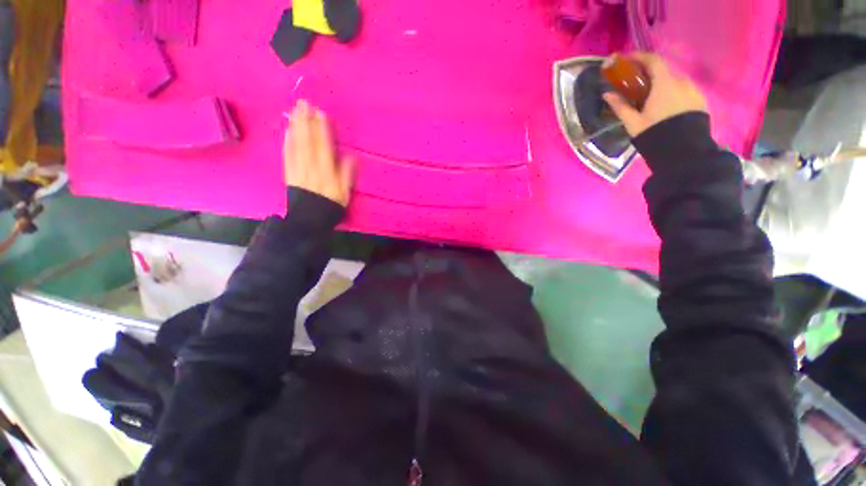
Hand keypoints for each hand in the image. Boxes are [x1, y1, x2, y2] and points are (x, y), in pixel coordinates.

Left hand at [284, 100, 353, 206]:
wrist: (309, 218)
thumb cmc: (330, 205)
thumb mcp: (344, 192)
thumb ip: (347, 174)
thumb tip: (350, 157)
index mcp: (325, 170)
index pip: (323, 145)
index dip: (321, 129)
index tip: (320, 113)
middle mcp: (310, 166)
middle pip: (307, 140)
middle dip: (305, 121)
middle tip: (303, 104)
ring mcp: (298, 168)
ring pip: (296, 144)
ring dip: (295, 127)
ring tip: (295, 112)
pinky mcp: (289, 172)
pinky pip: (287, 154)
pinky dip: (287, 141)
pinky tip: (287, 132)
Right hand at [603, 53, 706, 137]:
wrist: (683, 152)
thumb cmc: (655, 135)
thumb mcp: (633, 123)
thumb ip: (620, 106)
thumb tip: (606, 94)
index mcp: (665, 84)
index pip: (653, 61)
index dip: (639, 57)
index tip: (626, 59)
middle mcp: (682, 82)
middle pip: (664, 71)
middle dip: (649, 74)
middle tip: (637, 84)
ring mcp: (693, 91)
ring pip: (674, 82)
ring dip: (662, 85)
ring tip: (651, 99)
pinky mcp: (700, 101)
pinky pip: (683, 91)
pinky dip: (672, 93)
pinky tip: (665, 107)